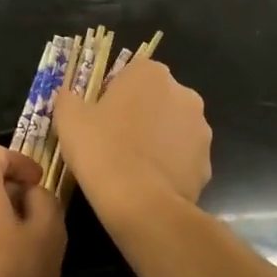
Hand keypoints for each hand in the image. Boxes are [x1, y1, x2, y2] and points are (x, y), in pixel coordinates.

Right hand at [52, 59, 211, 219]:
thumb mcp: (69, 119)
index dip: (114, 94)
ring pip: (173, 128)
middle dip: (140, 114)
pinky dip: (169, 166)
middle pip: (156, 98)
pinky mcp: (207, 163)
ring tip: (131, 165)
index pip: (131, 73)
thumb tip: (69, 96)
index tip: (99, 116)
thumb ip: (68, 98)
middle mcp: (183, 94)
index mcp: (150, 74)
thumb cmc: (101, 149)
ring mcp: (201, 129)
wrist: (139, 203)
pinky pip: (183, 158)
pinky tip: (148, 183)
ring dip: (157, 139)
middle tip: (113, 140)